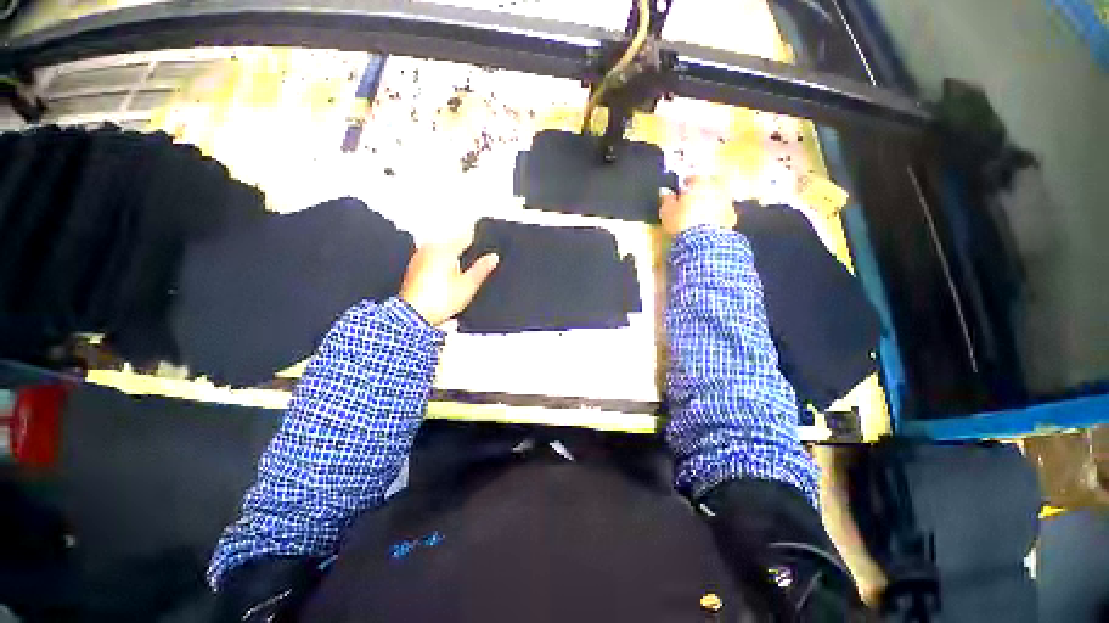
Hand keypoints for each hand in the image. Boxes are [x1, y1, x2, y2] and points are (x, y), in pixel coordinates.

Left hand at [400, 236, 498, 326]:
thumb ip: (482, 269)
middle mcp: (430, 248)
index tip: (487, 246)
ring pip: (443, 252)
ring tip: (459, 278)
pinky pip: (433, 261)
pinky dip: (441, 267)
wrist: (413, 315)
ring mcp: (419, 257)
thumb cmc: (439, 301)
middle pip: (453, 244)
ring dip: (452, 260)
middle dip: (464, 253)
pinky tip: (446, 281)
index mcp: (445, 249)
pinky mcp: (414, 268)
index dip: (478, 241)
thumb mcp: (468, 285)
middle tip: (473, 267)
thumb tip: (493, 257)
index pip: (466, 236)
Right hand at [659, 175, 736, 235]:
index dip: (686, 184)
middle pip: (708, 186)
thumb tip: (665, 191)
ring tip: (700, 214)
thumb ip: (667, 199)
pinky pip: (722, 213)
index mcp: (700, 184)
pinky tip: (708, 224)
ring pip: (717, 199)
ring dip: (710, 203)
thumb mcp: (667, 211)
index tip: (680, 192)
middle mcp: (716, 188)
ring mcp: (726, 202)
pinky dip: (717, 216)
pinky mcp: (731, 217)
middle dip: (700, 192)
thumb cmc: (681, 222)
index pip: (693, 177)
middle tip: (690, 203)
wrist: (702, 241)